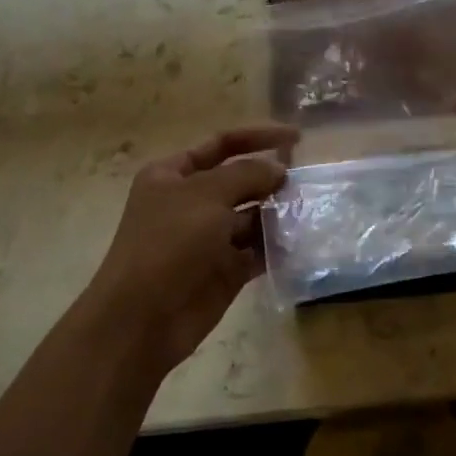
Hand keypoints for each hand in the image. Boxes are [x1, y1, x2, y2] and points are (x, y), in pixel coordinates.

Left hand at [86, 125, 299, 372]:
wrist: (142, 319)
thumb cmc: (168, 244)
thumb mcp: (207, 195)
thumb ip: (248, 174)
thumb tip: (279, 169)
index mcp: (173, 175)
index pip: (222, 144)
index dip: (258, 136)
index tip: (298, 138)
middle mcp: (191, 202)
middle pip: (240, 180)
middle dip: (272, 178)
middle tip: (309, 181)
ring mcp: (209, 238)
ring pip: (253, 216)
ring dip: (279, 212)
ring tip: (312, 210)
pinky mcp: (225, 270)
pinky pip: (258, 250)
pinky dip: (278, 245)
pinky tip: (303, 240)